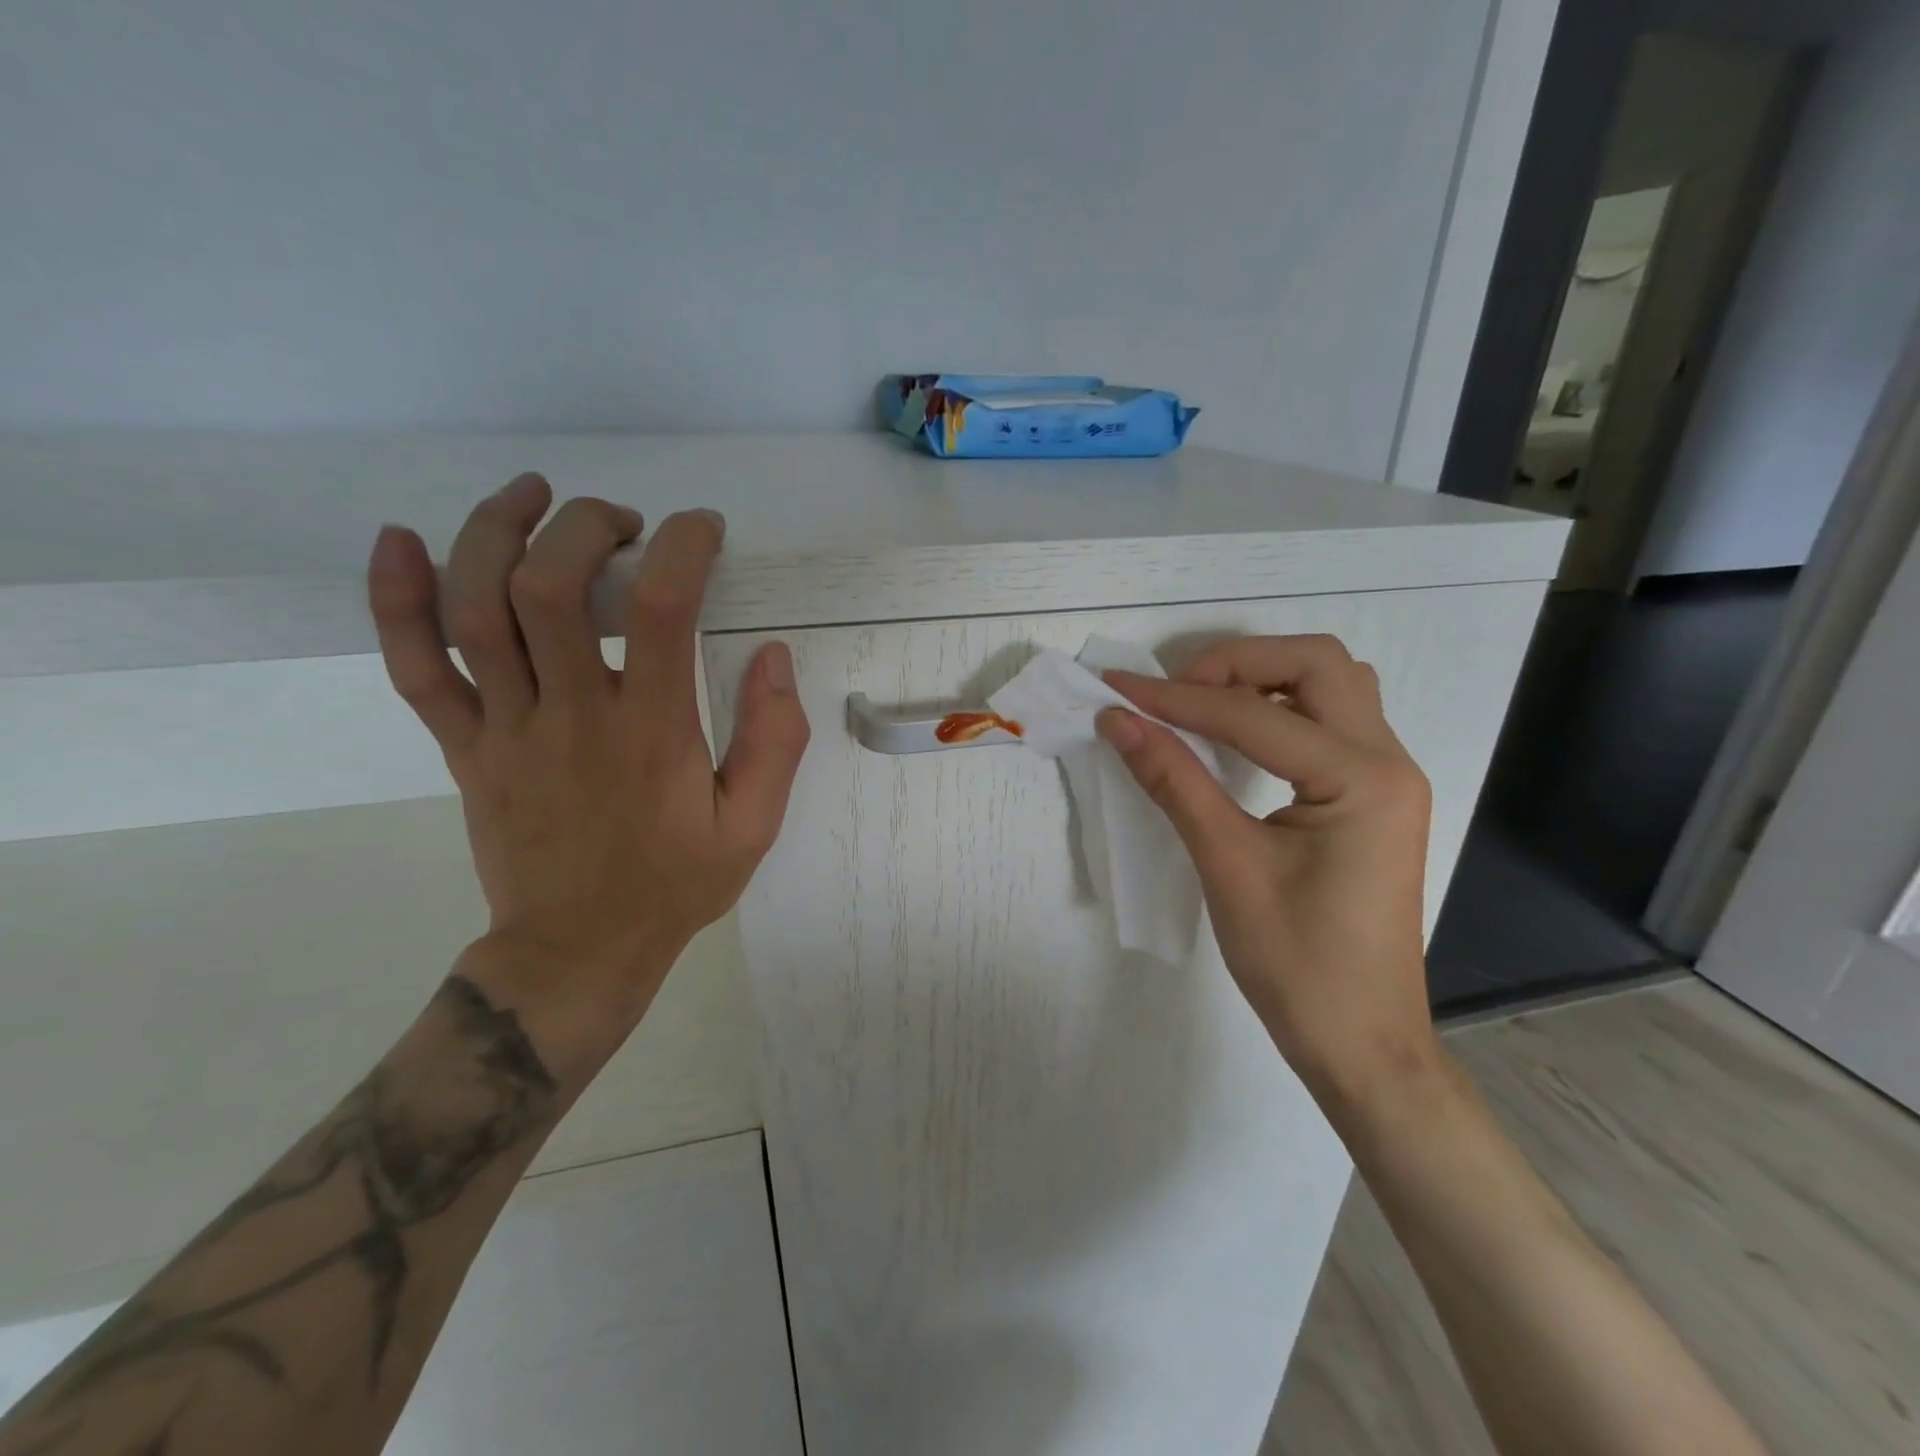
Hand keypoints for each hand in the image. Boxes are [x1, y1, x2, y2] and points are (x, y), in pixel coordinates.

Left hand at [365, 473, 809, 1042]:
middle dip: (585, 526)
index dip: (683, 546)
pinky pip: (415, 667)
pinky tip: (400, 541)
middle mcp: (573, 715)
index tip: (701, 528)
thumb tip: (774, 656)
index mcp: (653, 732)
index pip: (664, 608)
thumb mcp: (753, 825)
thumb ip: (775, 740)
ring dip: (495, 532)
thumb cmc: (675, 886)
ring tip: (531, 494)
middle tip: (622, 521)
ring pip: (476, 610)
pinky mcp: (465, 747)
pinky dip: (396, 600)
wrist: (577, 953)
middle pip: (551, 586)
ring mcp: (507, 729)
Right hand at [1095, 635, 1434, 1103]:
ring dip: (1264, 679)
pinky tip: (1236, 737)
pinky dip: (1278, 710)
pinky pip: (1329, 722)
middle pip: (1318, 663)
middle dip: (1237, 663)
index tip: (1118, 690)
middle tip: (1174, 694)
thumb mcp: (1227, 866)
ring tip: (1201, 708)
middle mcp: (1388, 761)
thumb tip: (1118, 722)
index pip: (1254, 714)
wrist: (1361, 1041)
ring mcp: (1388, 777)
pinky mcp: (1373, 796)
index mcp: (1363, 779)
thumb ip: (1173, 781)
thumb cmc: (1297, 964)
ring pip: (1331, 685)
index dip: (1177, 700)